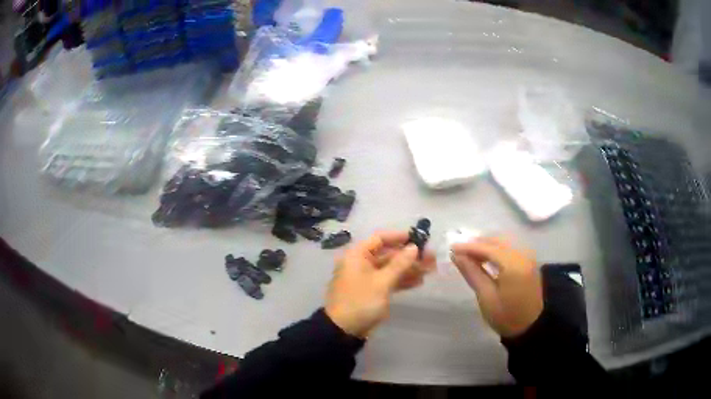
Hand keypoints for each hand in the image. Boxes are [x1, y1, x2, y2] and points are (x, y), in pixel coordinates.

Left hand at [325, 231, 435, 337]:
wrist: (343, 330)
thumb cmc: (360, 302)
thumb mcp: (381, 282)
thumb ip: (399, 264)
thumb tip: (414, 247)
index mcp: (357, 255)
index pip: (380, 239)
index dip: (399, 237)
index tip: (418, 238)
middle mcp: (361, 263)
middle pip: (388, 254)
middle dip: (409, 256)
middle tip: (431, 257)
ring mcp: (367, 278)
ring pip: (390, 268)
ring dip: (409, 268)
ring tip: (430, 269)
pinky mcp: (372, 291)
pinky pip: (388, 280)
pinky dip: (402, 280)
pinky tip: (419, 281)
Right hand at [451, 237, 542, 337]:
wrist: (530, 326)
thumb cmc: (506, 316)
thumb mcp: (486, 297)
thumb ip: (472, 272)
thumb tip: (457, 256)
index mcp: (513, 265)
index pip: (488, 248)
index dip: (469, 247)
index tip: (451, 247)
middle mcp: (523, 255)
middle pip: (497, 240)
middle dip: (478, 243)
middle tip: (459, 251)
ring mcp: (528, 257)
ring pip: (504, 242)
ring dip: (487, 245)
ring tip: (470, 255)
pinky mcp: (529, 261)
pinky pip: (511, 247)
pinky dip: (497, 249)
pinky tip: (487, 258)